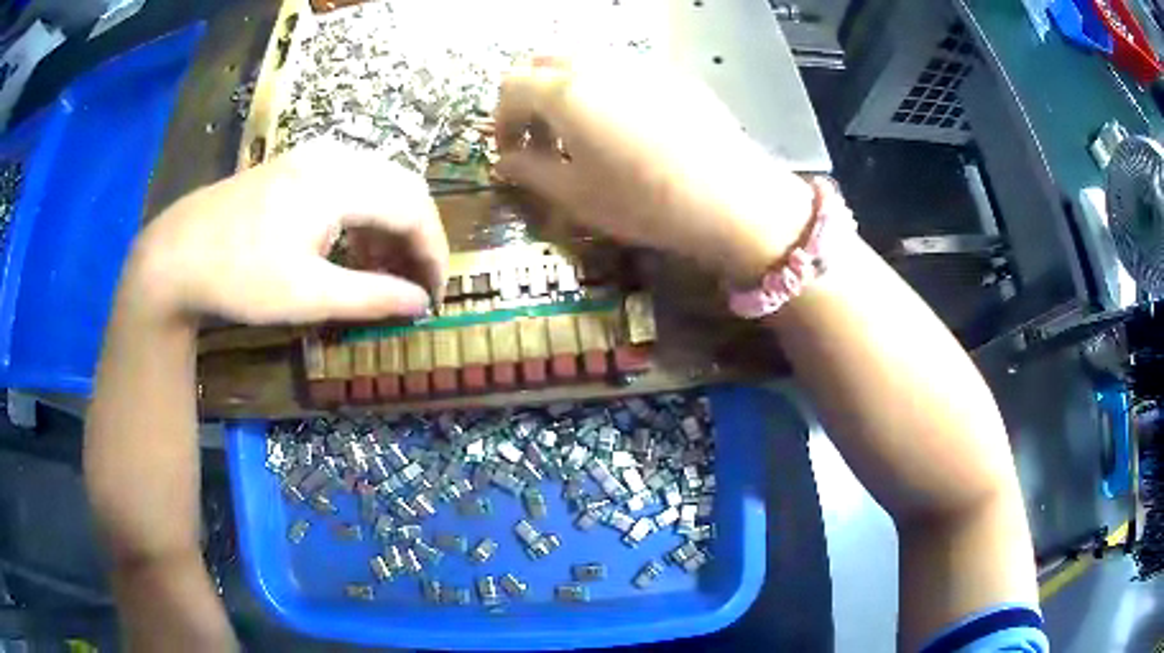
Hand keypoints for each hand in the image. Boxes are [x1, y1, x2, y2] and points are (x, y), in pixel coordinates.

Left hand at [127, 140, 449, 324]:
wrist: (175, 256)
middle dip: (417, 238)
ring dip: (390, 226)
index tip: (435, 295)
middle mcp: (334, 156)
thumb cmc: (240, 278)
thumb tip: (420, 305)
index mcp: (340, 182)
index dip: (433, 253)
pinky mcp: (294, 167)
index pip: (413, 208)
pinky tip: (351, 246)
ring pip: (376, 183)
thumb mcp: (308, 297)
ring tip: (385, 270)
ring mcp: (311, 157)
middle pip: (401, 188)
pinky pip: (349, 183)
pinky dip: (363, 216)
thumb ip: (372, 297)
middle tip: (415, 284)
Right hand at [495, 57, 813, 282]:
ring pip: (585, 63)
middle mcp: (599, 65)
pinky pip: (623, 72)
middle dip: (531, 98)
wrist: (731, 198)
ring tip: (583, 135)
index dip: (501, 120)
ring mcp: (640, 65)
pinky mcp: (673, 76)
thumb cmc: (644, 201)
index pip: (511, 86)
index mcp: (566, 91)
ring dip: (567, 91)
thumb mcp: (576, 195)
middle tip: (542, 140)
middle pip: (545, 64)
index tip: (510, 153)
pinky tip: (627, 129)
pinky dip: (605, 91)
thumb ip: (530, 171)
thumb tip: (504, 161)